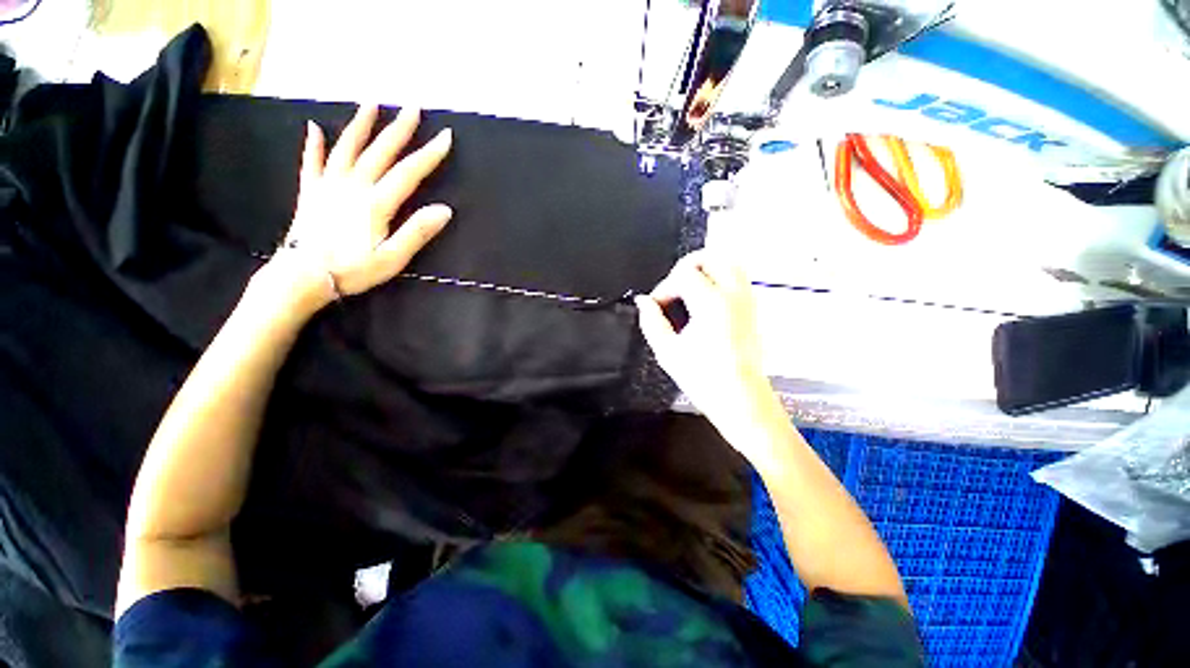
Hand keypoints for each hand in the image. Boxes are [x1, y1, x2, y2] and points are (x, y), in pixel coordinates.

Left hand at [258, 104, 453, 313]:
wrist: (303, 276)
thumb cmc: (353, 269)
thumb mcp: (393, 257)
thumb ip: (417, 231)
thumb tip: (444, 210)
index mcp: (376, 203)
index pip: (409, 173)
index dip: (429, 154)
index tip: (445, 137)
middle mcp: (353, 186)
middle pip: (380, 152)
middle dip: (399, 129)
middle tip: (412, 106)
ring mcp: (328, 185)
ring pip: (347, 148)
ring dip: (360, 124)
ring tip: (371, 103)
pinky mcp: (311, 191)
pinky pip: (312, 162)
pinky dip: (313, 144)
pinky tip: (314, 127)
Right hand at [635, 251, 777, 444]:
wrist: (741, 400)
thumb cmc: (704, 379)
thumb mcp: (667, 352)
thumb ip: (652, 321)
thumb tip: (643, 302)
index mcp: (711, 304)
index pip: (683, 275)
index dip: (664, 287)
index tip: (657, 306)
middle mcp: (733, 295)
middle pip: (711, 256)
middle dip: (686, 266)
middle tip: (673, 287)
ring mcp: (747, 300)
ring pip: (729, 261)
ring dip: (705, 268)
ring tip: (688, 289)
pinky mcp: (753, 308)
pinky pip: (737, 277)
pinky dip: (719, 277)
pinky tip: (705, 300)